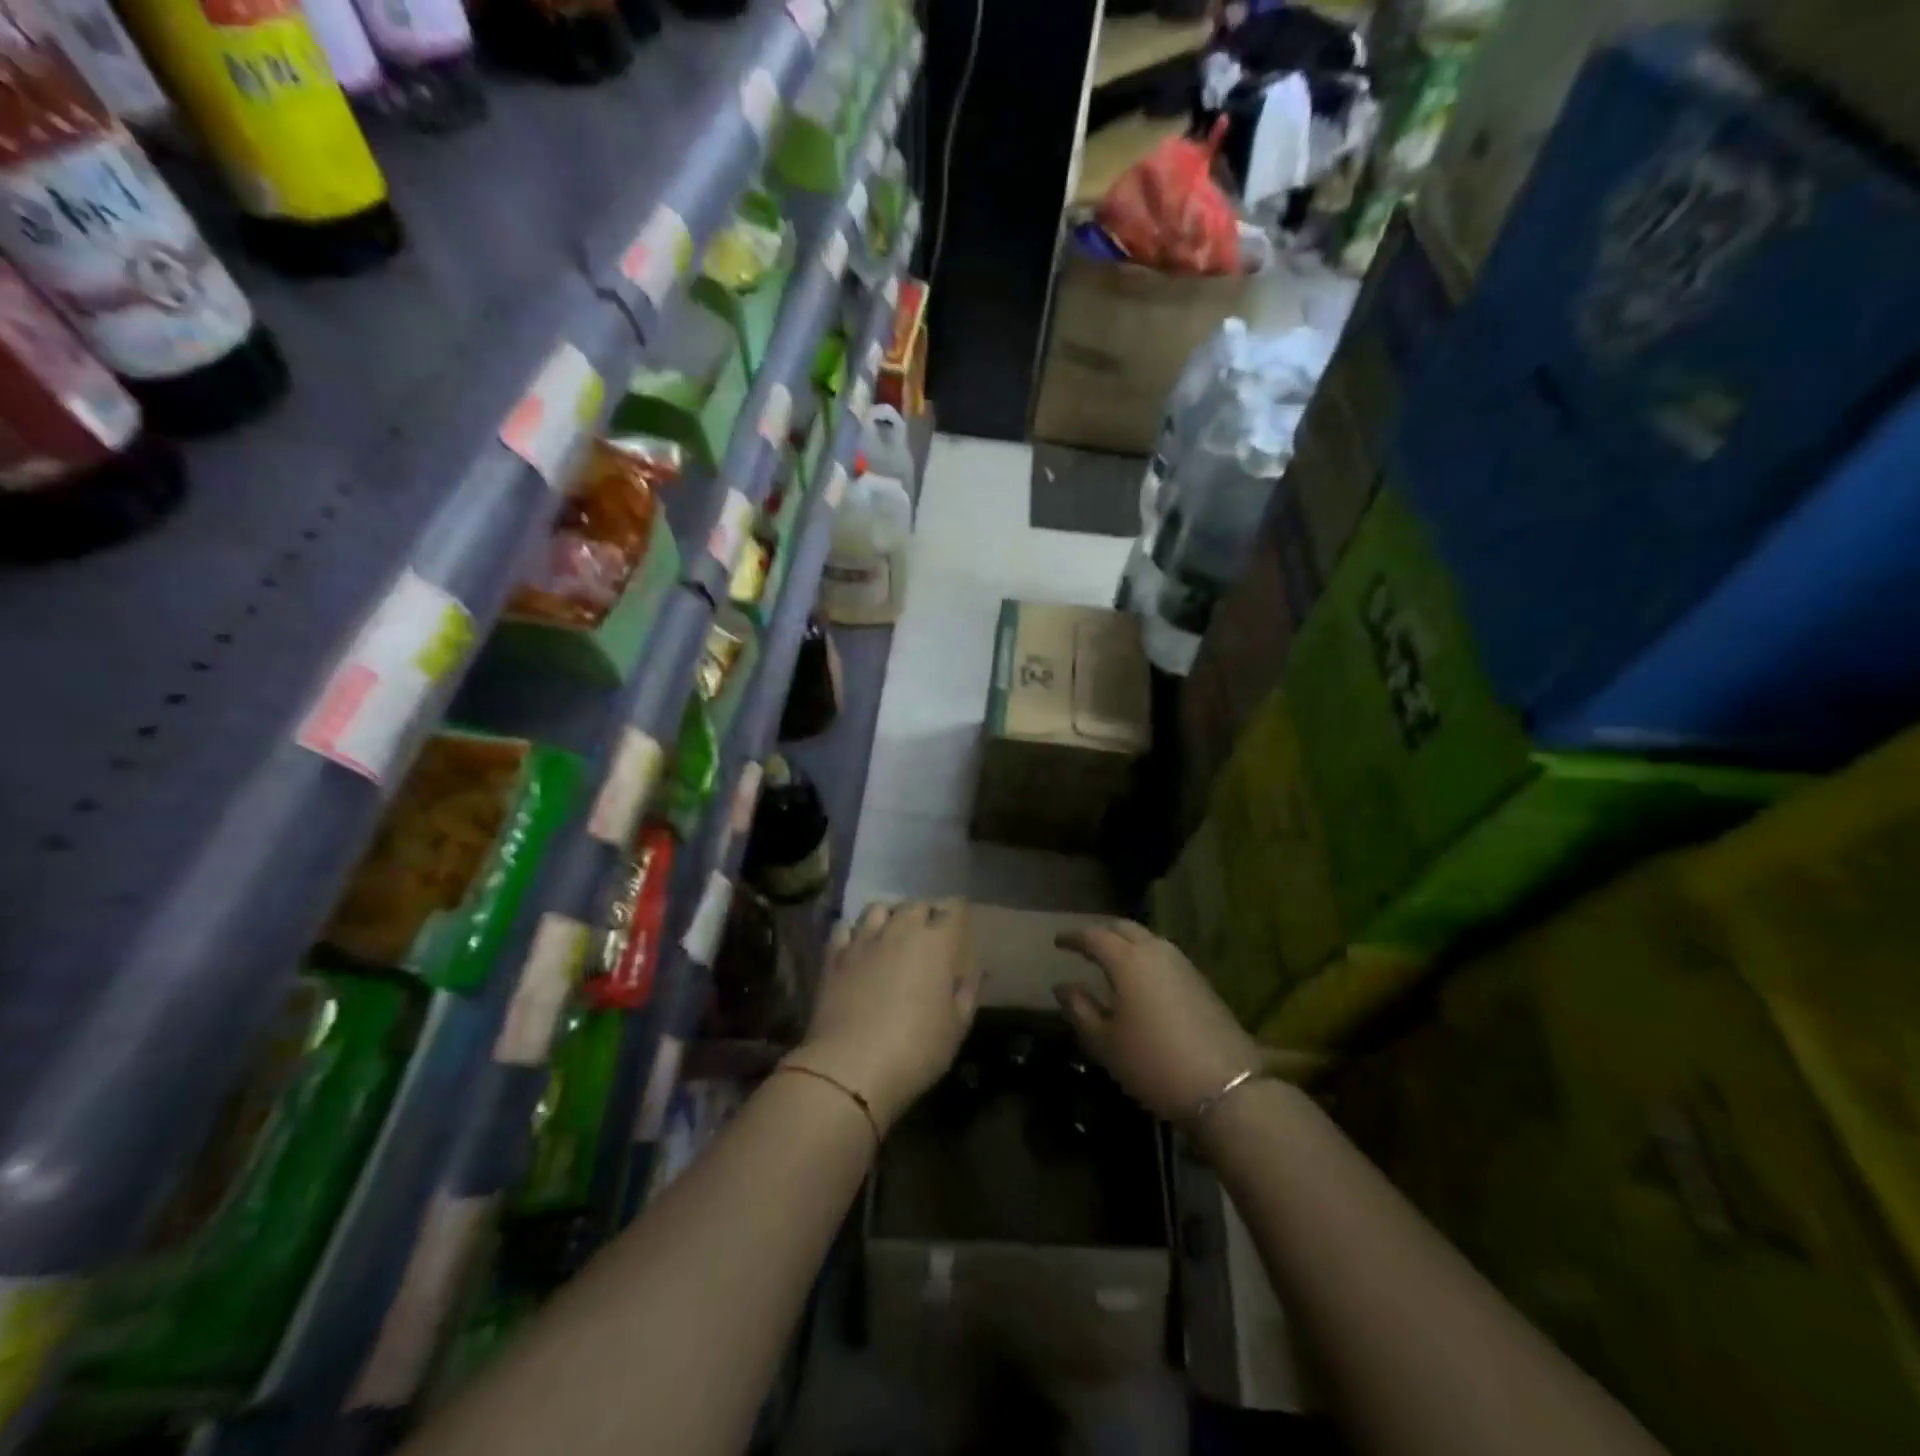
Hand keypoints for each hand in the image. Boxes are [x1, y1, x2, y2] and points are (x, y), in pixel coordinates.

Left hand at [787, 899, 980, 1131]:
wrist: (851, 1067)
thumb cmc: (916, 1049)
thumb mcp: (956, 1027)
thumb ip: (968, 992)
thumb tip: (978, 970)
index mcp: (937, 943)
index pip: (953, 909)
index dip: (958, 913)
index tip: (960, 923)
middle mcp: (901, 930)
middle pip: (916, 905)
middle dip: (926, 914)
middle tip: (929, 934)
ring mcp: (864, 940)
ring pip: (878, 909)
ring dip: (890, 916)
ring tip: (892, 933)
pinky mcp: (834, 956)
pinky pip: (844, 927)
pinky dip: (853, 931)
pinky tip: (857, 944)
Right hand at [1053, 920, 1262, 1122]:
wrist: (1226, 1088)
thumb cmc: (1152, 1063)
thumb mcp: (1105, 1042)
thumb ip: (1079, 1009)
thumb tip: (1062, 986)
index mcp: (1127, 960)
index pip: (1094, 936)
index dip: (1073, 936)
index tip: (1058, 941)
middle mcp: (1155, 951)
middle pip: (1124, 928)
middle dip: (1102, 932)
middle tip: (1085, 945)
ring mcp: (1183, 964)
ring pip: (1148, 939)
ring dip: (1127, 943)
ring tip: (1111, 960)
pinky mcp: (1201, 981)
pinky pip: (1164, 956)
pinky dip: (1146, 958)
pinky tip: (1142, 979)